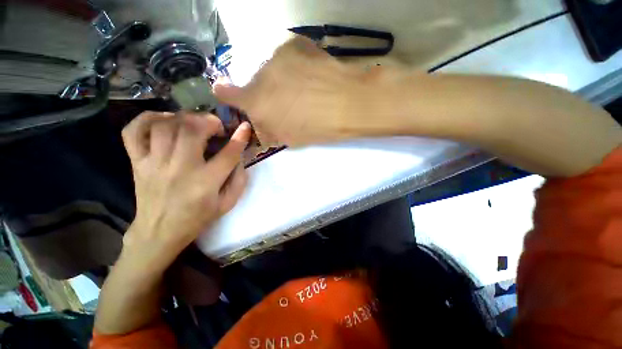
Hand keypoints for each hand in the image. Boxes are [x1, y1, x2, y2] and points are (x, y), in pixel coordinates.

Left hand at [121, 111, 250, 270]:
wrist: (159, 231)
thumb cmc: (198, 217)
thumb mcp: (227, 204)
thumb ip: (239, 179)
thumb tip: (240, 155)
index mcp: (205, 183)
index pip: (227, 155)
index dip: (239, 138)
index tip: (245, 126)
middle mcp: (179, 170)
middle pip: (191, 132)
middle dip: (208, 121)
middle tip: (215, 126)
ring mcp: (153, 164)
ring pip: (165, 126)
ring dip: (183, 118)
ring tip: (193, 123)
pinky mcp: (137, 162)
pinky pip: (134, 131)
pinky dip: (148, 119)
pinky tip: (164, 121)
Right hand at [214, 36, 402, 146]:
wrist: (347, 103)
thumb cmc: (317, 127)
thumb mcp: (289, 138)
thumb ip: (268, 129)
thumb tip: (260, 123)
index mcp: (257, 102)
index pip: (226, 92)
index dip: (226, 93)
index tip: (226, 92)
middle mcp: (260, 74)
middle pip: (253, 81)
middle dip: (264, 92)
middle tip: (284, 99)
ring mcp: (277, 54)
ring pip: (269, 68)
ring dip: (278, 78)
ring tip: (301, 88)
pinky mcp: (294, 43)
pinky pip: (285, 57)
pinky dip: (292, 66)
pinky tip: (308, 76)